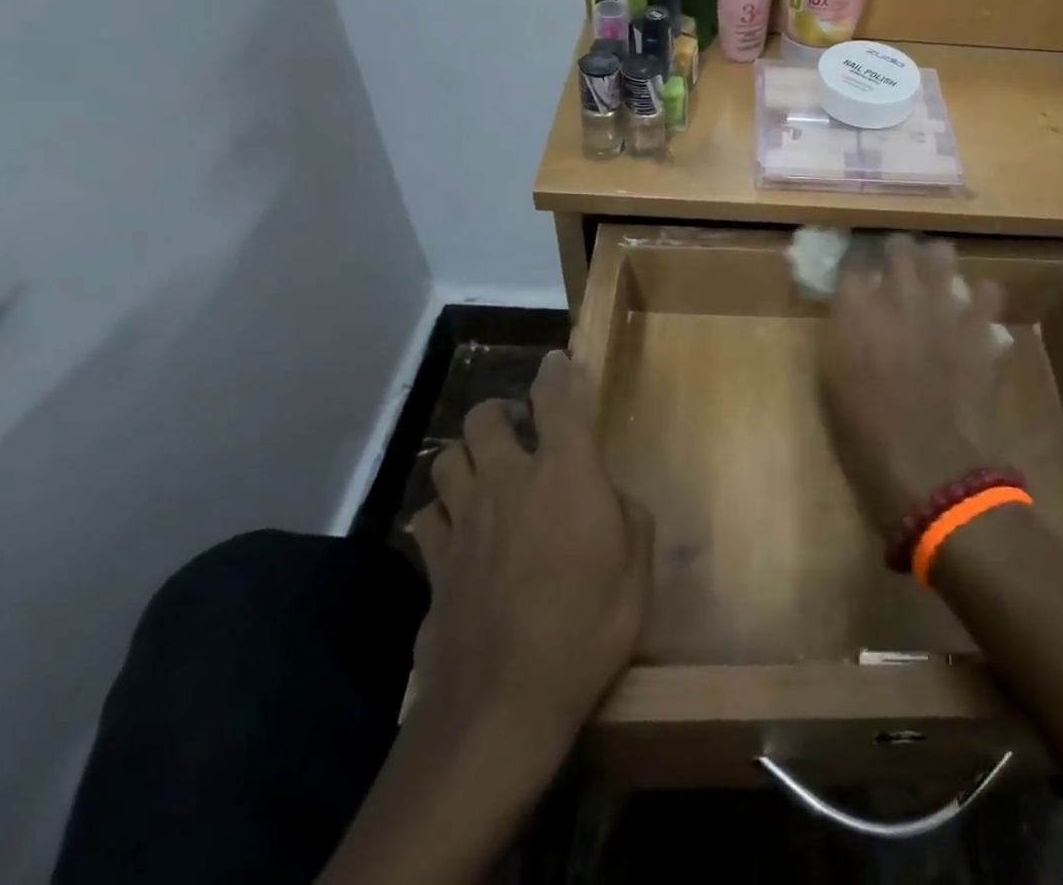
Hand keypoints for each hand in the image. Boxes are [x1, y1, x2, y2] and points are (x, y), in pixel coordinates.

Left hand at [406, 352, 651, 757]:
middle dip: (501, 412)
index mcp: (564, 473)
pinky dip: (440, 512)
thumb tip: (612, 501)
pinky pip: (426, 516)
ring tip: (485, 473)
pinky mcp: (434, 562)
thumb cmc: (588, 627)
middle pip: (485, 418)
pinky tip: (457, 529)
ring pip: (446, 459)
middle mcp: (508, 481)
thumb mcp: (636, 570)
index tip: (556, 361)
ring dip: (466, 456)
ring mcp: (463, 520)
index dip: (557, 373)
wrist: (504, 702)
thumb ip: (628, 518)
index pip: (558, 401)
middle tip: (519, 430)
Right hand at [817, 236, 1003, 538]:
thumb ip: (842, 339)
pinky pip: (987, 292)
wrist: (935, 471)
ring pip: (941, 254)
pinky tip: (973, 312)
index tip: (857, 284)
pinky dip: (980, 298)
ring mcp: (944, 308)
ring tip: (933, 278)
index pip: (850, 267)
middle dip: (894, 254)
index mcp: (855, 312)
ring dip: (935, 263)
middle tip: (895, 269)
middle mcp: (898, 297)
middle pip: (897, 247)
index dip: (855, 273)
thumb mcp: (835, 386)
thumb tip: (849, 317)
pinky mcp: (980, 327)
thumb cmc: (870, 438)